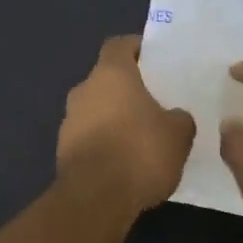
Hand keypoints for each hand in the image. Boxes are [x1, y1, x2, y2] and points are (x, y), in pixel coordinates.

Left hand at [57, 36, 195, 212]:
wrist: (95, 197)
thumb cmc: (139, 151)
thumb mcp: (178, 134)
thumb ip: (178, 118)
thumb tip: (174, 117)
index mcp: (110, 74)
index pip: (119, 45)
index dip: (136, 48)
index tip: (153, 59)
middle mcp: (84, 89)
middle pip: (106, 79)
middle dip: (127, 89)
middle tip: (154, 103)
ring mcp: (69, 120)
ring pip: (96, 109)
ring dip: (114, 118)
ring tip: (141, 138)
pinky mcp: (63, 150)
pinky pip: (89, 137)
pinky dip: (105, 143)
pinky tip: (124, 163)